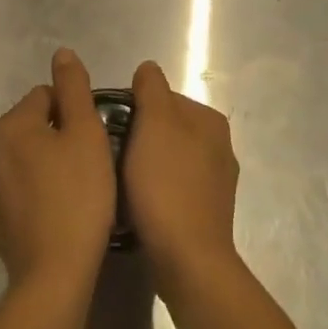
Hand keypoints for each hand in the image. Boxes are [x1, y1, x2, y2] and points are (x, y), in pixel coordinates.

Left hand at [0, 48, 115, 290]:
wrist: (54, 274)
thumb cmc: (78, 196)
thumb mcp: (86, 133)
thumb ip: (73, 88)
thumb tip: (61, 53)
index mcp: (11, 125)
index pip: (46, 96)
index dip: (74, 112)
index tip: (93, 138)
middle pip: (33, 125)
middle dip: (59, 135)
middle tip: (89, 162)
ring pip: (25, 156)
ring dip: (46, 162)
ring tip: (76, 187)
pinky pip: (18, 187)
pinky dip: (36, 189)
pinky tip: (58, 209)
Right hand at [124, 61, 240, 295]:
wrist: (188, 260)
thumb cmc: (166, 184)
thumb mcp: (154, 123)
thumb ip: (151, 88)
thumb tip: (148, 68)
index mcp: (209, 120)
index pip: (162, 96)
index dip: (132, 107)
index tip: (108, 126)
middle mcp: (219, 146)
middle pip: (165, 127)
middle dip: (138, 135)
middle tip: (109, 153)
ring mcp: (215, 182)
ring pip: (167, 158)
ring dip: (144, 164)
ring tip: (119, 180)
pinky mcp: (206, 213)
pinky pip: (172, 188)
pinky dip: (154, 190)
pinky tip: (137, 203)